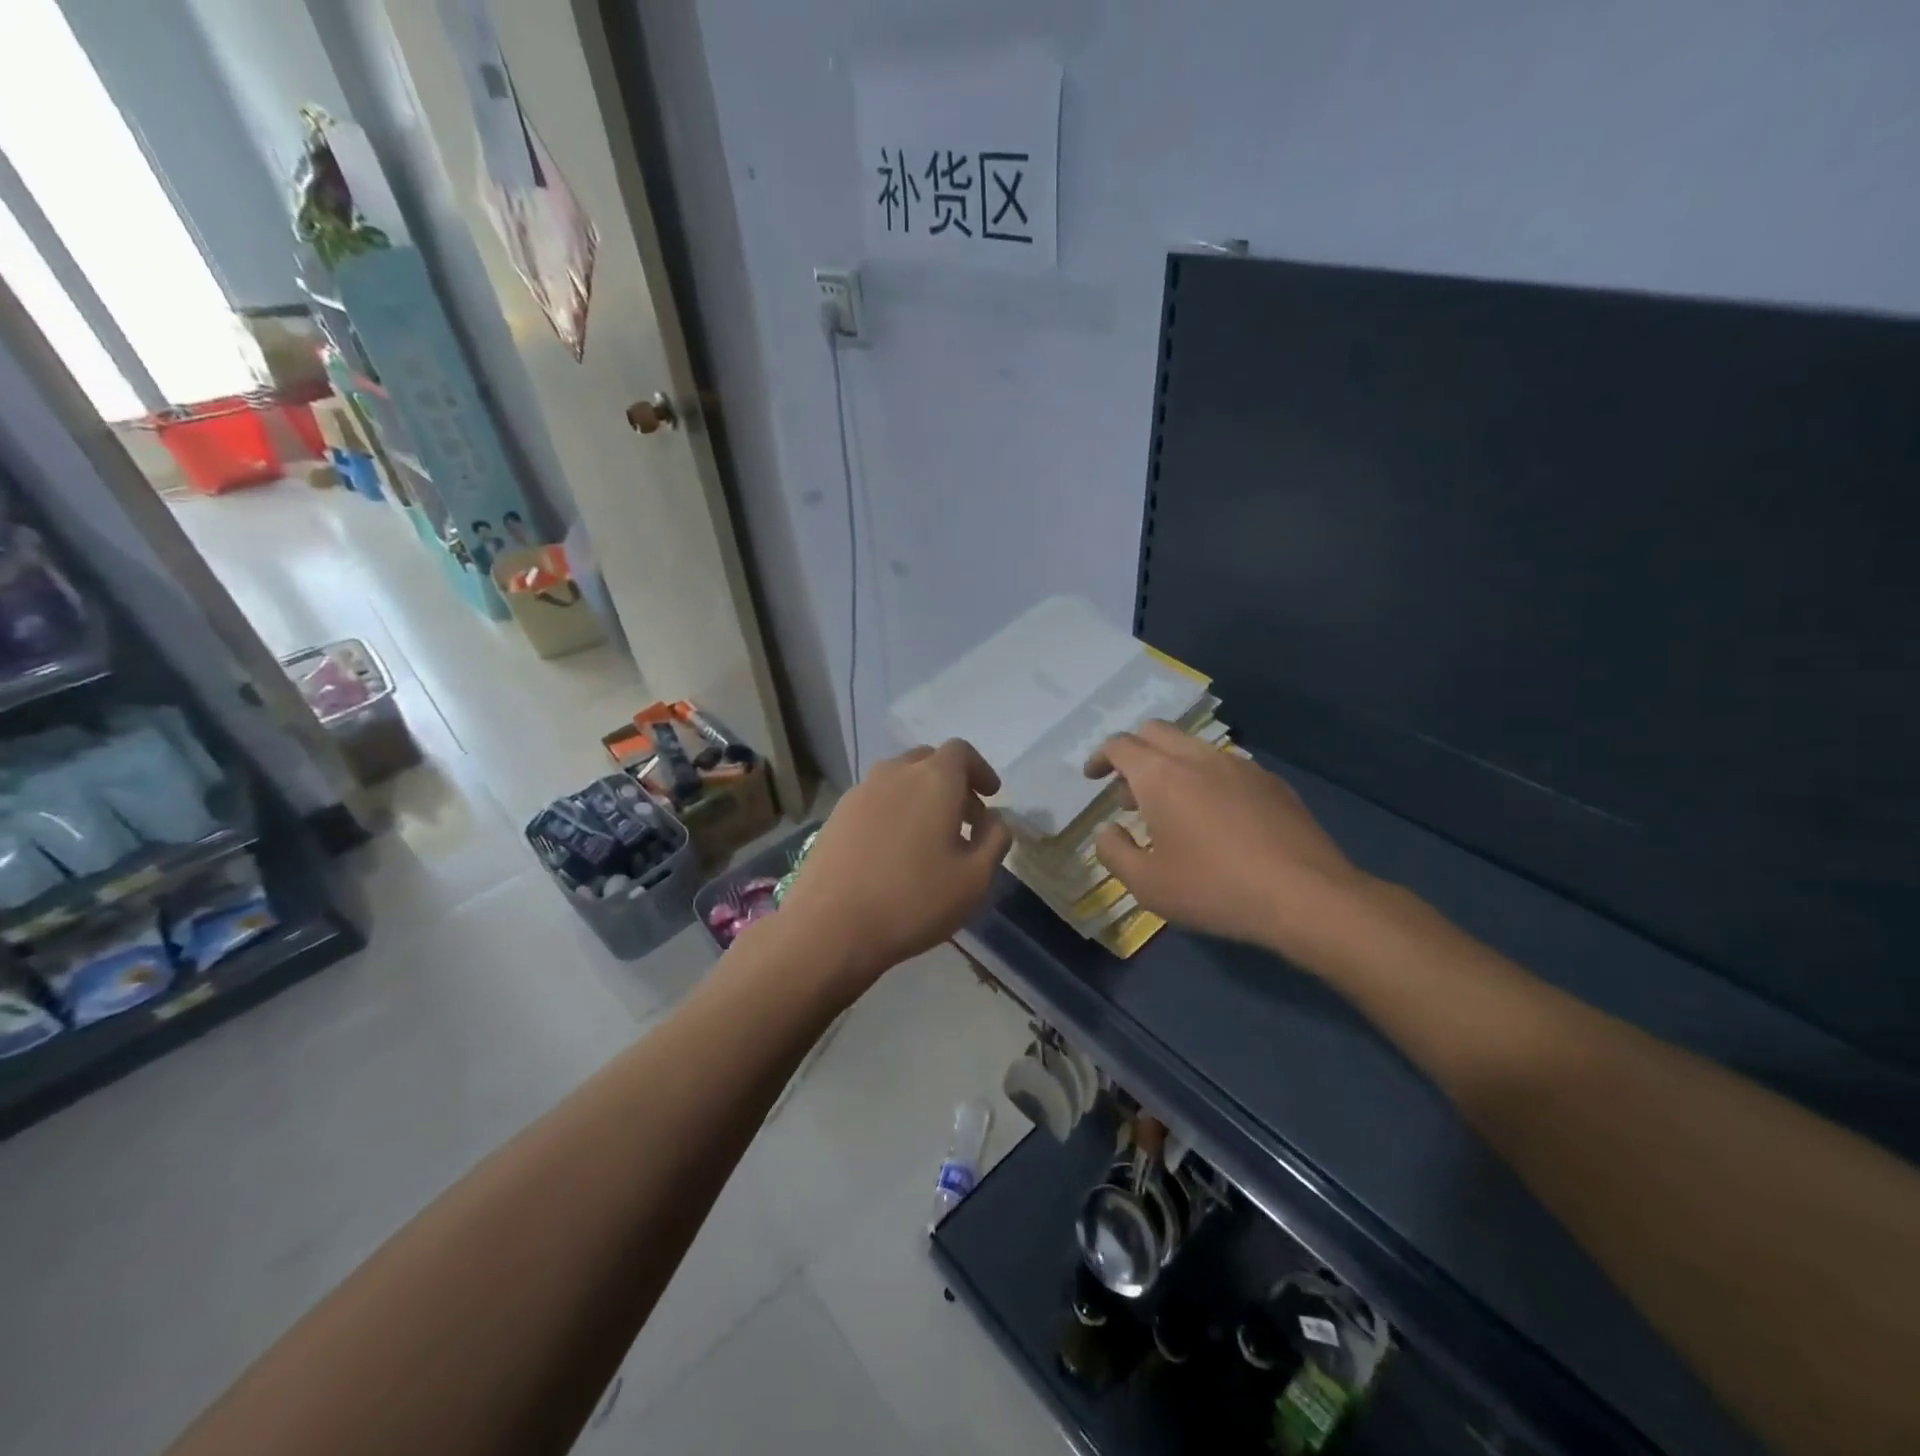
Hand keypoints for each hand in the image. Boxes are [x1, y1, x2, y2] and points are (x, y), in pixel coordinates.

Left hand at [776, 740, 1012, 996]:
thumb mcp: (975, 878)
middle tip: (965, 819)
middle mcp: (895, 773)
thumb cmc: (913, 901)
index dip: (980, 770)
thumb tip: (994, 819)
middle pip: (928, 760)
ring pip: (898, 778)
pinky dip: (894, 810)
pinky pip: (875, 799)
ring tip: (929, 836)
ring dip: (920, 795)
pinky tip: (894, 849)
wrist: (830, 927)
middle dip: (952, 782)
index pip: (961, 752)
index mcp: (933, 779)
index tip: (991, 795)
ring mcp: (860, 792)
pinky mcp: (836, 815)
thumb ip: (995, 839)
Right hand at [1084, 721, 1371, 957]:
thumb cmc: (1214, 889)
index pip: (1119, 745)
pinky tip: (1216, 818)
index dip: (1100, 758)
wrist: (1305, 895)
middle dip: (1133, 752)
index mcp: (1160, 775)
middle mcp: (1197, 757)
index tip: (1093, 778)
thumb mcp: (1147, 884)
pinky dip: (1204, 778)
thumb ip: (1114, 852)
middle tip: (1129, 791)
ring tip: (1172, 809)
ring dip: (1170, 765)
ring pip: (1191, 746)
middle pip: (1155, 732)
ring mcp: (1238, 765)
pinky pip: (1224, 765)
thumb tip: (1108, 830)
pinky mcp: (1271, 781)